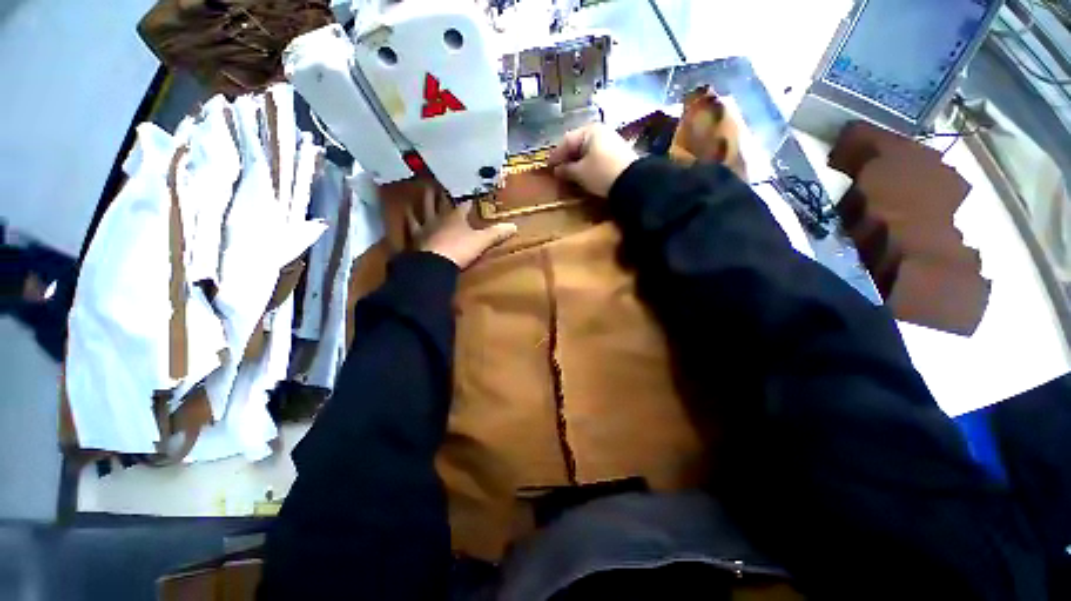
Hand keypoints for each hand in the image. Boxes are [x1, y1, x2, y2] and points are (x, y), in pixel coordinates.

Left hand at [407, 186, 517, 269]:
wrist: (434, 264)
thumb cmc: (459, 249)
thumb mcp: (481, 242)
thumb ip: (496, 233)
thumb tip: (514, 226)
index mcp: (455, 217)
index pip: (463, 206)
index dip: (467, 202)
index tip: (469, 197)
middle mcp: (438, 218)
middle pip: (437, 203)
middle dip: (438, 195)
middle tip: (434, 184)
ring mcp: (424, 228)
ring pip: (421, 212)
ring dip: (419, 204)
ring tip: (415, 195)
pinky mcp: (414, 239)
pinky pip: (409, 227)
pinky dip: (407, 221)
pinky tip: (403, 217)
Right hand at [547, 123, 638, 197]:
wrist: (632, 182)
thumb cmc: (601, 173)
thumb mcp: (580, 173)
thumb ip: (566, 170)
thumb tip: (557, 170)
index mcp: (589, 131)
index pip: (566, 141)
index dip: (555, 155)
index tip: (548, 167)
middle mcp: (600, 132)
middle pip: (577, 144)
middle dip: (566, 158)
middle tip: (557, 170)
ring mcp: (610, 141)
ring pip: (587, 150)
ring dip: (577, 161)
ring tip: (569, 173)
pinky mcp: (617, 153)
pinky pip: (596, 156)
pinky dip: (587, 163)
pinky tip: (583, 173)